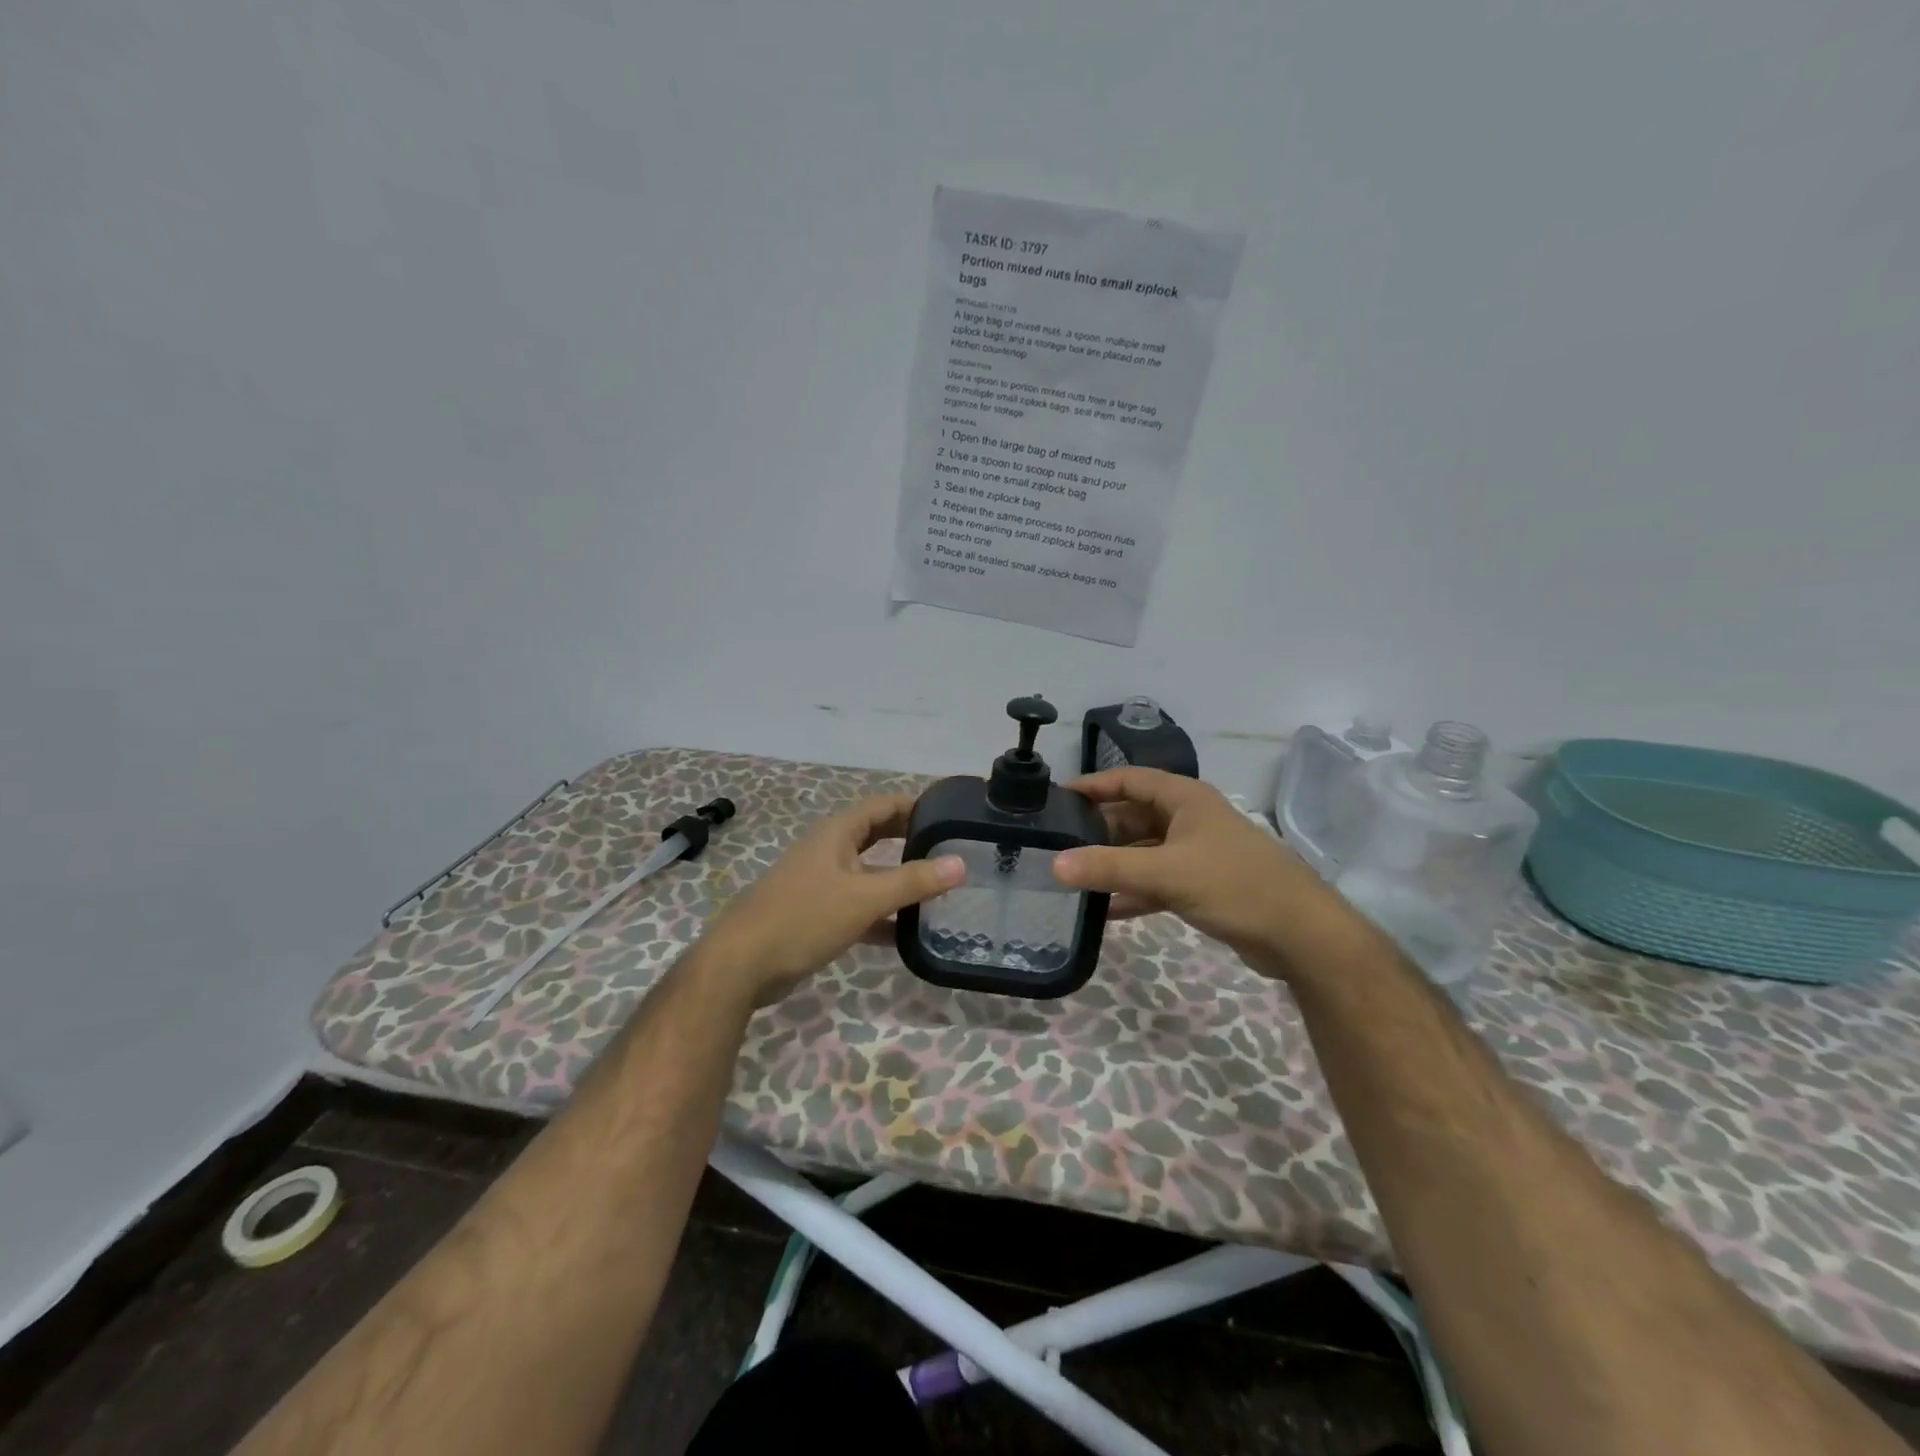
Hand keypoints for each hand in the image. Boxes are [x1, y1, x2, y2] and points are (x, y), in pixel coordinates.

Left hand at [699, 794, 963, 1004]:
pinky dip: (881, 914)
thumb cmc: (804, 918)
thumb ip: (913, 881)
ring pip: (868, 873)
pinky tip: (907, 932)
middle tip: (949, 850)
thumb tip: (960, 863)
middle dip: (909, 840)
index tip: (949, 814)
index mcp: (837, 834)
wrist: (742, 965)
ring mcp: (820, 883)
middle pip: (876, 836)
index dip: (914, 805)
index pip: (882, 805)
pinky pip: (857, 906)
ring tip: (938, 891)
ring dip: (898, 880)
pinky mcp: (815, 915)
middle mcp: (828, 851)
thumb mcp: (864, 897)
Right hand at [1051, 767, 1340, 980]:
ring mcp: (1196, 854)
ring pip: (1143, 852)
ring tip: (1072, 877)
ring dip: (1113, 864)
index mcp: (1185, 799)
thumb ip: (1109, 868)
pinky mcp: (1202, 886)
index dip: (1094, 785)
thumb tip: (1054, 865)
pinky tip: (1103, 910)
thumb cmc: (1234, 885)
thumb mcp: (1166, 873)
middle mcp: (1189, 819)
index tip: (1056, 798)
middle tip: (1057, 845)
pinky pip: (1156, 882)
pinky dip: (1132, 892)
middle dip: (1098, 831)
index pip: (1129, 780)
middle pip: (1133, 816)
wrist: (1300, 935)